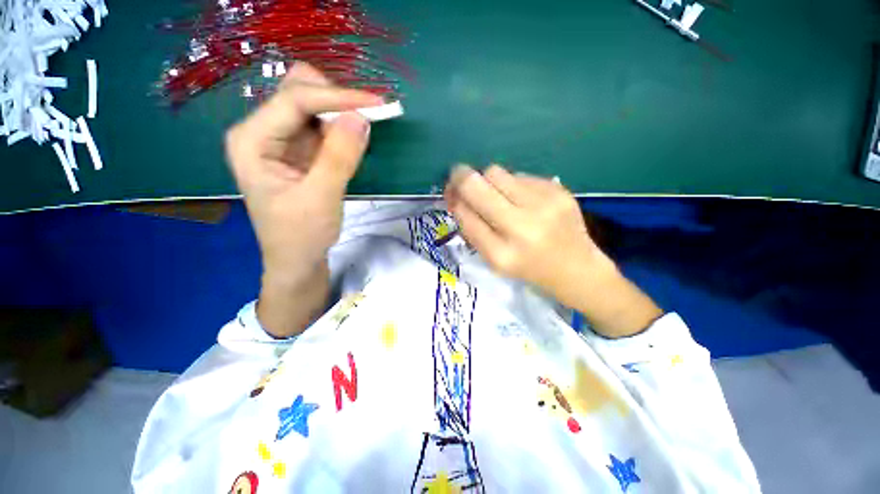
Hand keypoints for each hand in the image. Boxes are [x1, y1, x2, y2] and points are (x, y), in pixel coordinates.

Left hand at [225, 64, 382, 336]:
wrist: (297, 260)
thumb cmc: (301, 236)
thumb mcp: (321, 198)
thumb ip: (339, 157)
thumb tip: (361, 118)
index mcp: (252, 140)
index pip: (295, 100)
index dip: (337, 97)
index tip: (376, 104)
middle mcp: (262, 132)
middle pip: (298, 93)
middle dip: (336, 100)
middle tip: (369, 118)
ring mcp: (281, 141)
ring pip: (313, 107)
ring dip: (342, 114)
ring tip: (365, 130)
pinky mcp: (300, 152)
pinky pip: (322, 128)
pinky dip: (342, 129)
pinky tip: (355, 141)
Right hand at [445, 165, 662, 337]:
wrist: (577, 269)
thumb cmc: (529, 269)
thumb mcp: (494, 261)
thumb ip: (472, 229)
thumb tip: (456, 196)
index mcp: (501, 254)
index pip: (465, 214)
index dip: (453, 198)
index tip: (450, 193)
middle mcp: (522, 227)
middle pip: (477, 185)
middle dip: (460, 177)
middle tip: (457, 175)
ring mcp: (544, 205)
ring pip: (496, 172)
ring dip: (486, 180)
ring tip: (494, 192)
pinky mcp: (559, 190)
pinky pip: (519, 175)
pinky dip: (511, 184)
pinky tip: (520, 198)